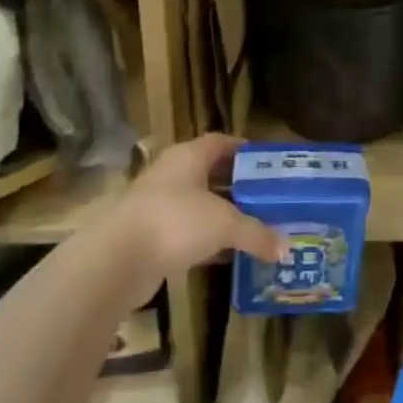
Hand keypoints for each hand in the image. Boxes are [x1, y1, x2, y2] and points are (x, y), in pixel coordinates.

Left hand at [104, 134, 286, 285]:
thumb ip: (256, 233)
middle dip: (236, 185)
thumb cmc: (176, 221)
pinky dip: (205, 239)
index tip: (266, 163)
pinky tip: (225, 252)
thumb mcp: (225, 224)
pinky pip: (185, 231)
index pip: (220, 142)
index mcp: (188, 156)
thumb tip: (285, 248)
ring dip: (221, 214)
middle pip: (209, 173)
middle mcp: (171, 174)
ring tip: (252, 225)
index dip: (243, 150)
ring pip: (197, 204)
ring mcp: (156, 205)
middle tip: (266, 197)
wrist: (117, 259)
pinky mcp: (148, 235)